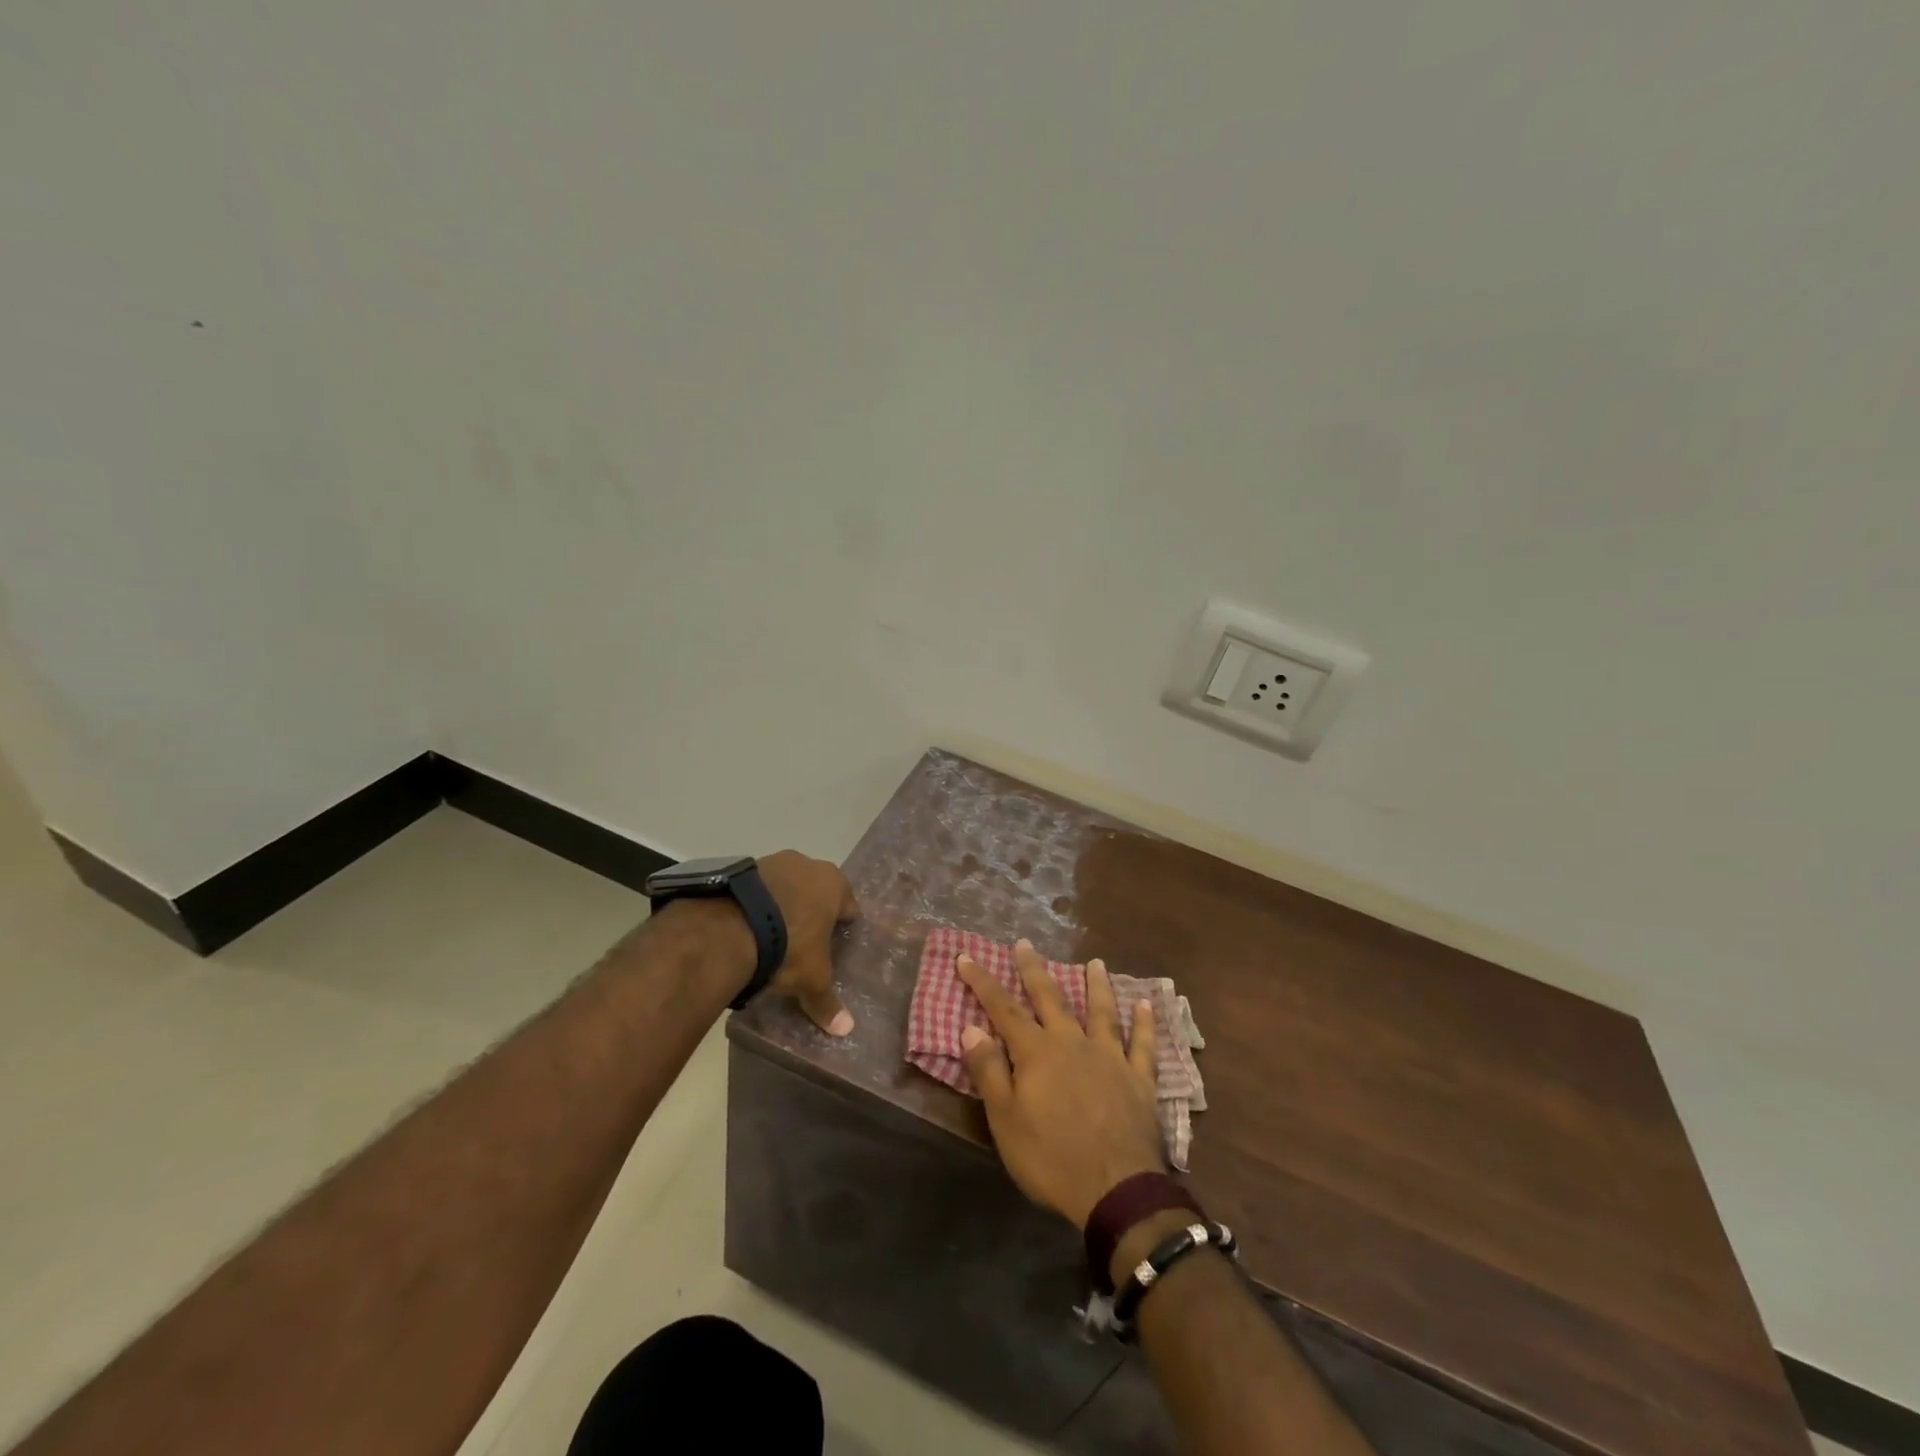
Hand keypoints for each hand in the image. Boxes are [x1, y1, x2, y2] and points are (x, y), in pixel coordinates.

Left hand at [757, 849, 860, 1035]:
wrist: (729, 927)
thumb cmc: (788, 947)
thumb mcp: (811, 979)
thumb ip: (827, 1002)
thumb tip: (846, 1029)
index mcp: (834, 883)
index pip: (848, 906)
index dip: (843, 927)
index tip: (834, 946)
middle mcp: (807, 864)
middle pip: (816, 892)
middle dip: (812, 913)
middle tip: (803, 943)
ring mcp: (773, 861)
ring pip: (785, 887)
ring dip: (782, 906)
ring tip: (770, 937)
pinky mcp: (741, 867)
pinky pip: (757, 889)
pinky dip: (756, 905)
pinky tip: (747, 928)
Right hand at [958, 940, 1164, 1227]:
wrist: (1116, 1189)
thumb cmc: (1051, 1158)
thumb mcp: (1005, 1120)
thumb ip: (989, 1071)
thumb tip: (970, 1028)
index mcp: (1037, 1053)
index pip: (1003, 1009)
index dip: (982, 982)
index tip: (966, 956)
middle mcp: (1073, 1043)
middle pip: (1051, 998)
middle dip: (1034, 970)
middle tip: (1025, 943)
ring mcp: (1110, 1057)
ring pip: (1102, 1011)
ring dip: (1097, 985)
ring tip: (1095, 962)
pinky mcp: (1139, 1079)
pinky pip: (1142, 1044)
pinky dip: (1144, 1023)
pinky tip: (1146, 1004)